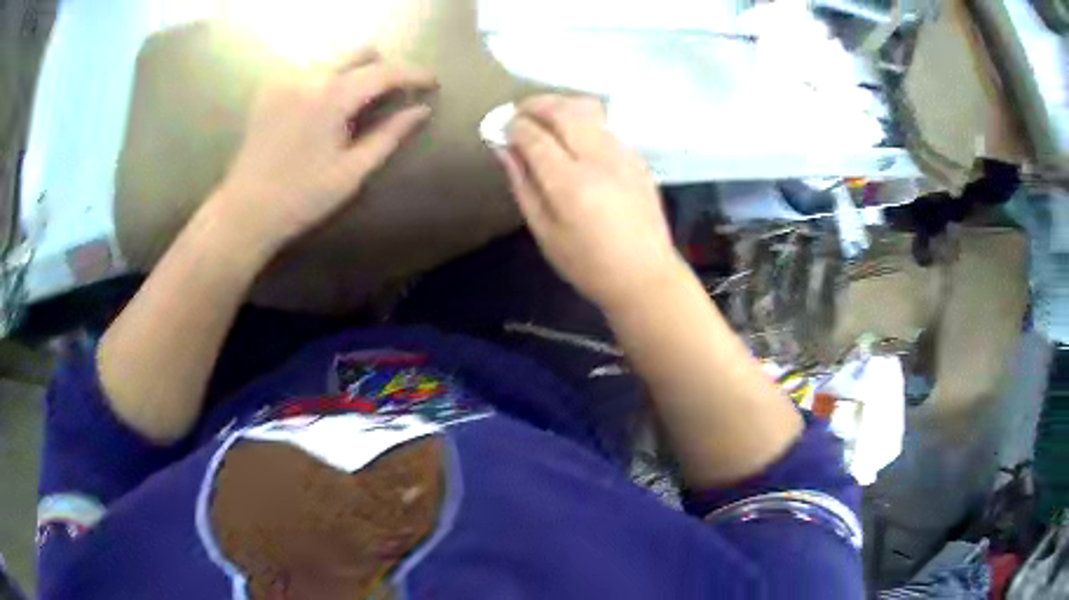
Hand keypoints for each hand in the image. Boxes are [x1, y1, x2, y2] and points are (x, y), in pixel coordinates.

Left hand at [208, 48, 436, 256]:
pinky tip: (323, 108)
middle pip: (359, 52)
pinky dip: (327, 80)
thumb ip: (389, 135)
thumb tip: (421, 110)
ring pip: (334, 59)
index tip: (432, 83)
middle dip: (382, 68)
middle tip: (392, 94)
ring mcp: (286, 80)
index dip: (413, 74)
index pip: (383, 72)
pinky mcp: (270, 89)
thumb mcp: (352, 171)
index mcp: (331, 97)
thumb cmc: (302, 198)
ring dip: (354, 73)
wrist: (245, 210)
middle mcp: (308, 77)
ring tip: (356, 104)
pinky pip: (310, 70)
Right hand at [498, 96, 681, 309]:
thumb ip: (523, 185)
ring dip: (560, 105)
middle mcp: (598, 158)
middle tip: (519, 113)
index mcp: (570, 182)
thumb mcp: (545, 232)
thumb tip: (504, 149)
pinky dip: (583, 120)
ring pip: (588, 109)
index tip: (501, 127)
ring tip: (544, 118)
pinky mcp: (636, 157)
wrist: (645, 276)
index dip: (513, 125)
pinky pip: (604, 125)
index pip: (535, 135)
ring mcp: (622, 154)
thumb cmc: (588, 264)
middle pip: (564, 110)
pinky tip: (574, 139)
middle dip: (536, 104)